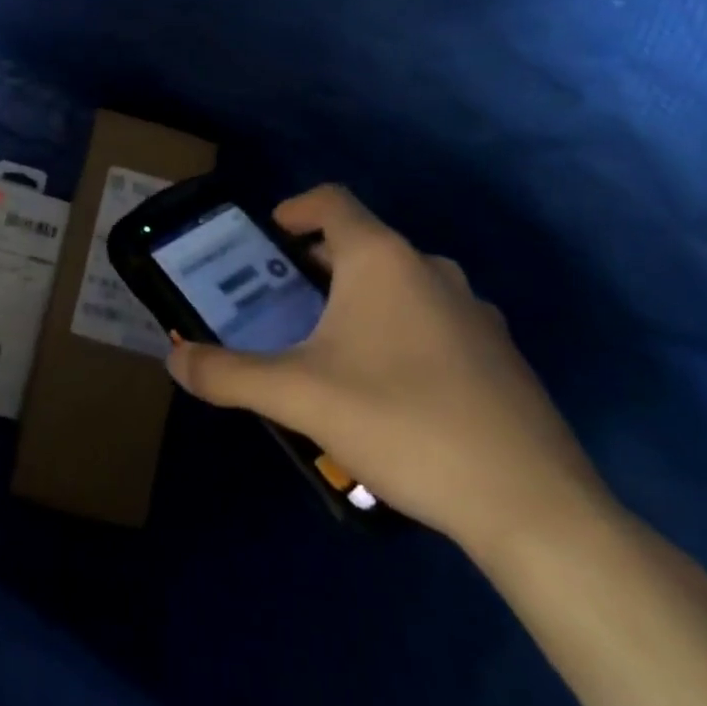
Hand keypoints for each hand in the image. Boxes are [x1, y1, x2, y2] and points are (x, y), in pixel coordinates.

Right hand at [166, 185, 606, 552]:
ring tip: (332, 341)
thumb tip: (175, 360)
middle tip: (286, 297)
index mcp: (381, 259)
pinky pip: (436, 318)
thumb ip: (227, 374)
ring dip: (363, 295)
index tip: (270, 236)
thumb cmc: (401, 421)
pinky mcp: (501, 354)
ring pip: (403, 281)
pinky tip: (392, 385)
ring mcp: (474, 310)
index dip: (295, 208)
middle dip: (319, 262)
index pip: (332, 201)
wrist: (531, 504)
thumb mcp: (298, 396)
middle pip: (363, 242)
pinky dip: (403, 327)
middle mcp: (430, 269)